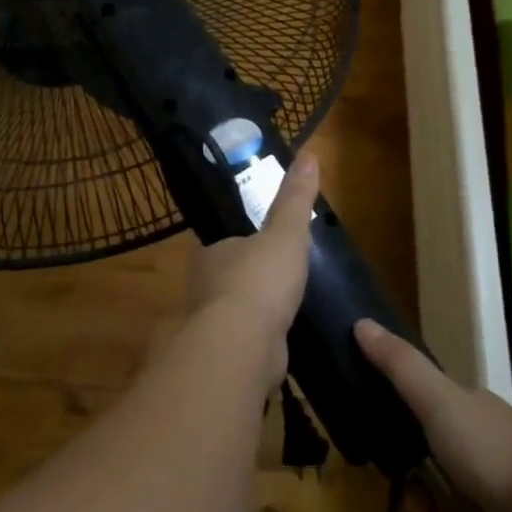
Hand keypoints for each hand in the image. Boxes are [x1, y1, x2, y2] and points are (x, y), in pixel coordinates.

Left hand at [185, 153, 318, 386]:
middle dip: (248, 280)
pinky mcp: (225, 357)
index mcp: (210, 254)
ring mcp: (211, 325)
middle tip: (280, 281)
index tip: (264, 246)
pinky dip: (260, 342)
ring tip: (283, 312)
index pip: (224, 244)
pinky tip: (279, 345)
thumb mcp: (285, 232)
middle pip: (227, 278)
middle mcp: (202, 288)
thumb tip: (309, 154)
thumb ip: (295, 198)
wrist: (242, 346)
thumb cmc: (260, 280)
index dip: (243, 244)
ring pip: (233, 314)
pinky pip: (245, 344)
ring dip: (253, 314)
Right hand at [354, 319, 511, 511]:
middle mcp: (487, 442)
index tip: (384, 448)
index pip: (428, 407)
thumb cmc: (490, 450)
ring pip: (451, 499)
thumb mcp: (436, 400)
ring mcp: (502, 485)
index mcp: (471, 407)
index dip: (402, 426)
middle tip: (414, 501)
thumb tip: (361, 322)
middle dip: (417, 483)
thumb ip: (400, 365)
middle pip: (435, 459)